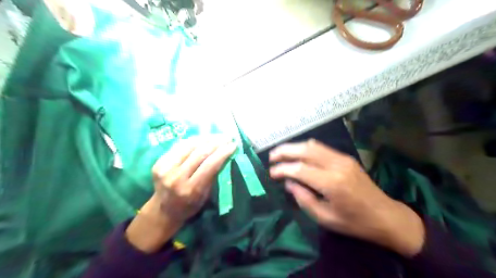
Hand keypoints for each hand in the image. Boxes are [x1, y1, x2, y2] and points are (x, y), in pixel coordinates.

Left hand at [126, 138, 236, 252]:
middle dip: (217, 142)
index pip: (210, 165)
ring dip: (206, 138)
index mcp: (191, 189)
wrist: (163, 210)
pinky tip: (203, 138)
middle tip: (228, 137)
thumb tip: (224, 154)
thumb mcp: (206, 195)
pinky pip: (179, 146)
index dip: (223, 152)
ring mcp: (165, 169)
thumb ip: (213, 175)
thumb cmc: (190, 205)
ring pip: (189, 146)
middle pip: (200, 153)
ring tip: (217, 135)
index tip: (233, 145)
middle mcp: (176, 178)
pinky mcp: (159, 162)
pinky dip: (193, 140)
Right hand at [270, 140, 423, 257]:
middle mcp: (337, 165)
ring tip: (281, 153)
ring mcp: (343, 159)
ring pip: (313, 145)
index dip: (282, 169)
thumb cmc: (355, 223)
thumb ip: (303, 198)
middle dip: (285, 151)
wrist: (386, 217)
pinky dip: (306, 148)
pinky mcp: (346, 158)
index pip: (300, 169)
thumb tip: (288, 182)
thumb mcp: (325, 218)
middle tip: (271, 156)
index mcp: (332, 183)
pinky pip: (321, 148)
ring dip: (295, 147)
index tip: (271, 173)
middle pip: (305, 150)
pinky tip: (298, 153)